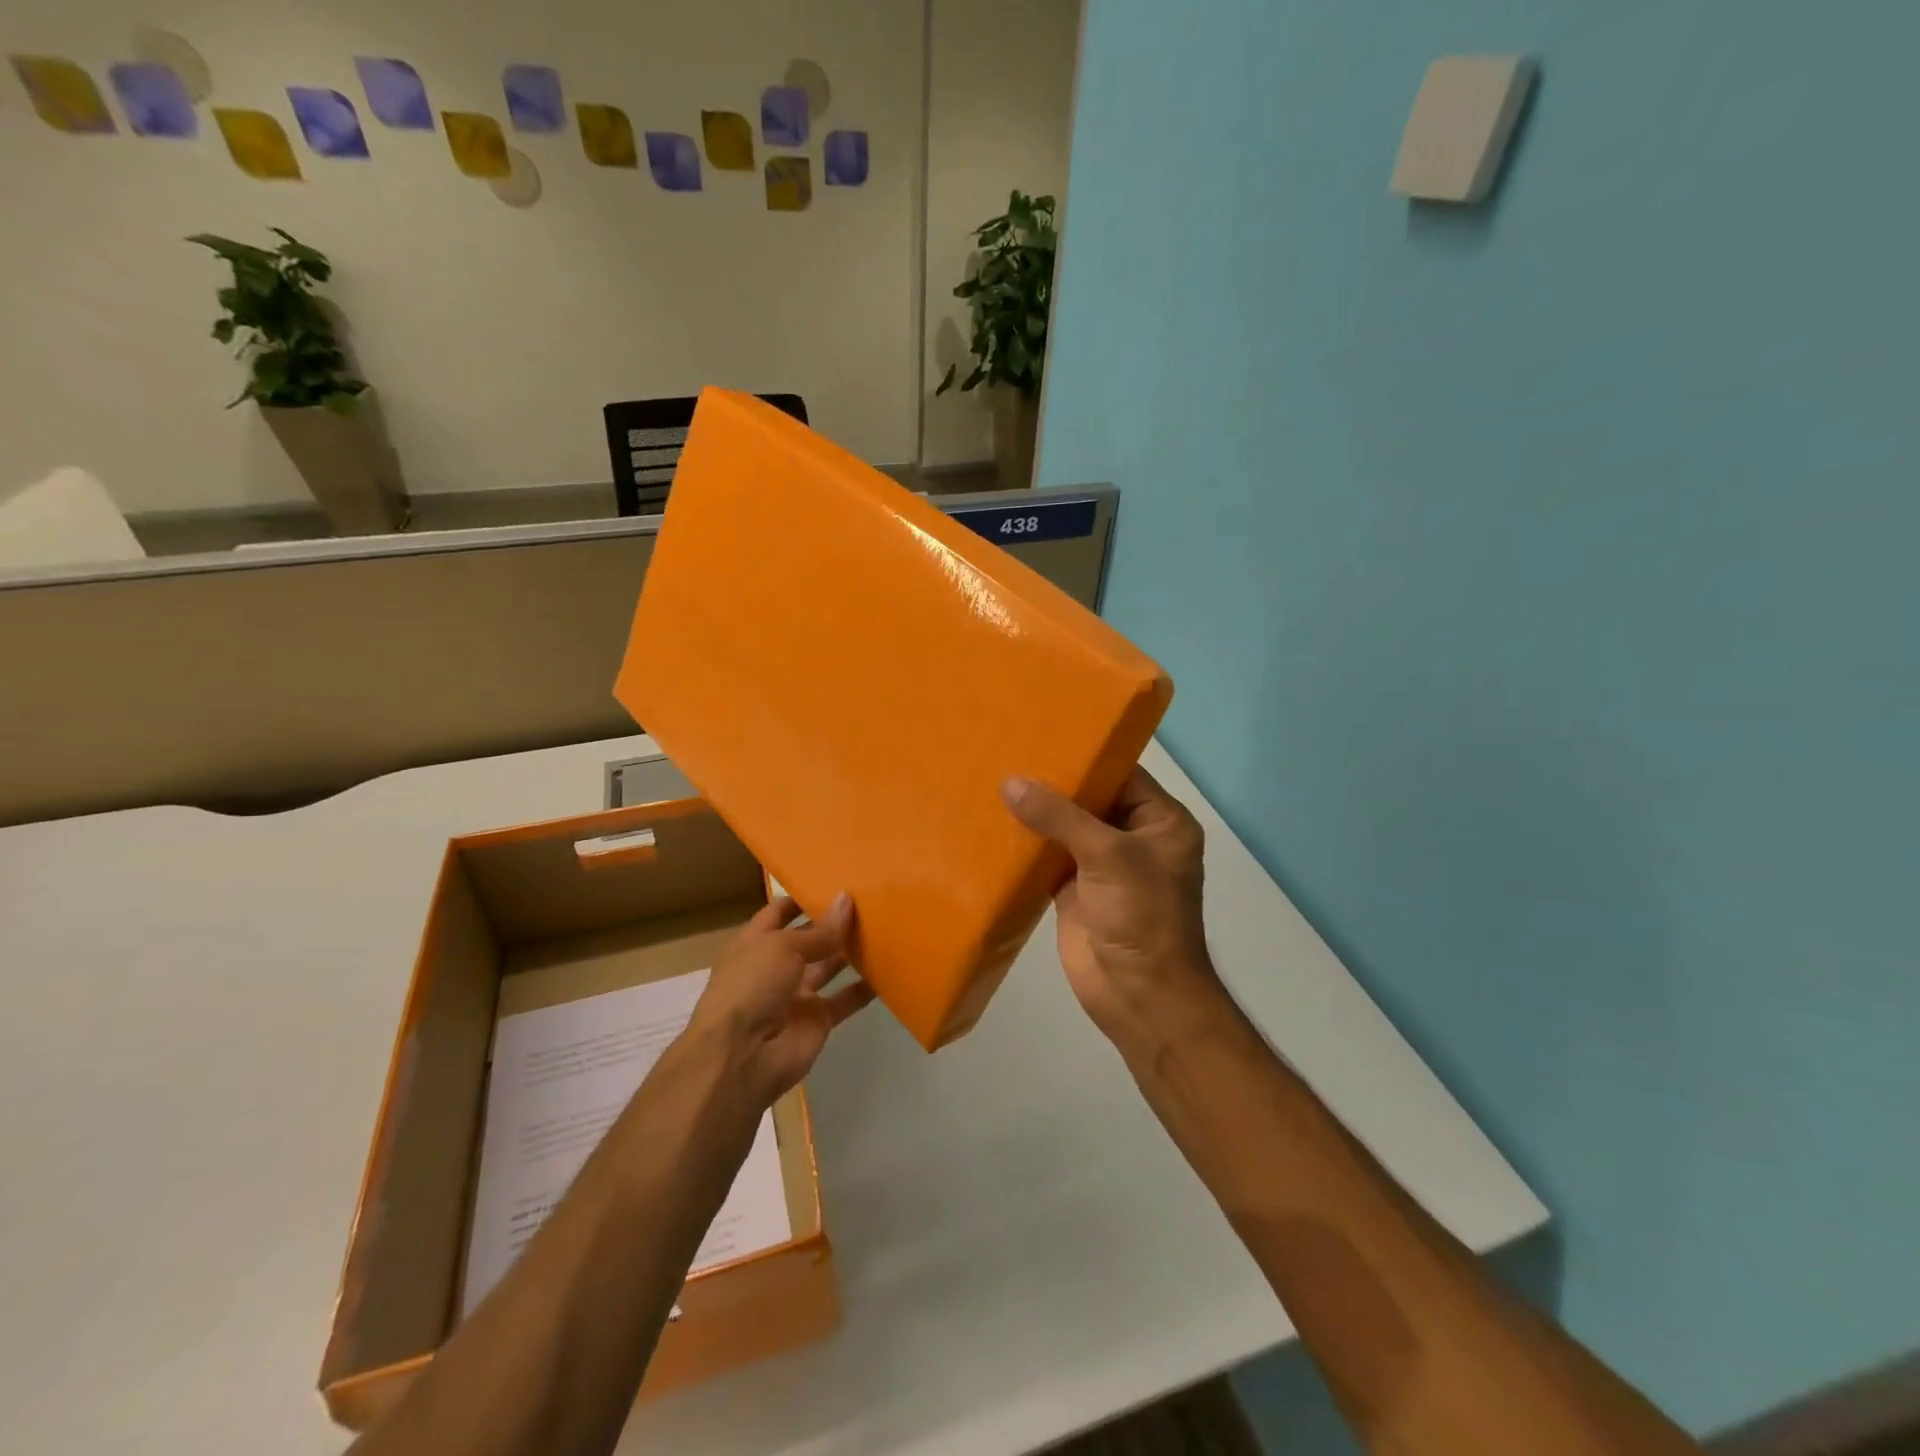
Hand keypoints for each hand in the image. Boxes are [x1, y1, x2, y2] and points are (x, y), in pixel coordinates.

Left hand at [682, 894, 874, 1106]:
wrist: (742, 1056)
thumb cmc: (752, 986)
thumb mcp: (783, 947)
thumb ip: (820, 930)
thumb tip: (847, 900)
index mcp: (755, 943)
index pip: (779, 913)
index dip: (802, 898)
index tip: (833, 881)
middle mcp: (775, 966)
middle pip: (808, 939)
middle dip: (832, 923)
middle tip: (868, 901)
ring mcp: (796, 995)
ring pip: (828, 967)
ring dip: (850, 952)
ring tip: (882, 927)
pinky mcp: (817, 1021)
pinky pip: (844, 1000)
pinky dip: (864, 989)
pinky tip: (888, 971)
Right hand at [1001, 767, 1221, 1048]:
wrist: (1139, 996)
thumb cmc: (1141, 916)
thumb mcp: (1108, 855)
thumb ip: (1059, 816)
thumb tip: (1010, 782)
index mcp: (1159, 821)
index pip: (1121, 773)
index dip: (1085, 754)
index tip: (1042, 731)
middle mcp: (1133, 837)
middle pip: (1090, 799)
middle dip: (1053, 782)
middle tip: (1008, 749)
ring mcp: (1102, 865)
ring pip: (1066, 827)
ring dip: (1036, 812)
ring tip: (994, 778)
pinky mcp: (1075, 889)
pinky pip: (1048, 857)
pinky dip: (1025, 844)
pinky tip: (992, 823)